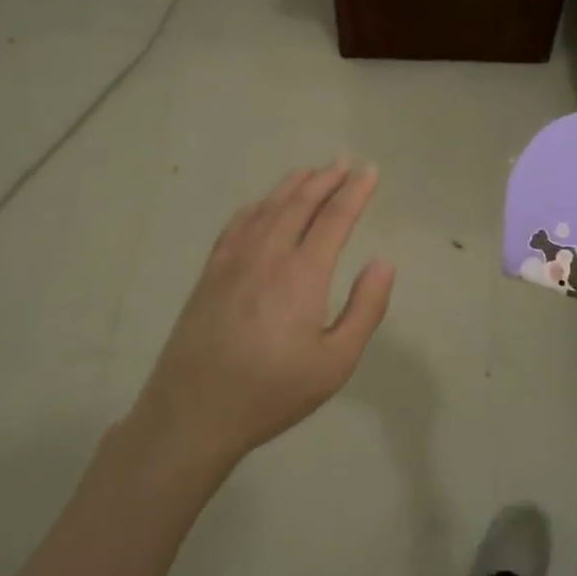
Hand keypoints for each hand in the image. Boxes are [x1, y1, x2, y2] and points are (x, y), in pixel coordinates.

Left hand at [134, 162, 395, 470]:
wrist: (193, 413)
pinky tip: (263, 203)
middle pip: (300, 203)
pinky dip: (257, 205)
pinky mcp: (210, 273)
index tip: (370, 171)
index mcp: (303, 274)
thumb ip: (365, 309)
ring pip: (268, 208)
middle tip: (345, 162)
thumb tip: (383, 262)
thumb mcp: (335, 363)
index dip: (355, 191)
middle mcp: (268, 255)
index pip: (335, 218)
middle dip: (326, 178)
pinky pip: (237, 224)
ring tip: (312, 171)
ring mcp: (233, 261)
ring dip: (293, 185)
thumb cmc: (272, 392)